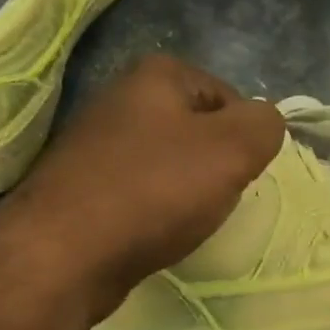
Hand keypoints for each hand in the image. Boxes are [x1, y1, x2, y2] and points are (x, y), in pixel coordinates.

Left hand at [0, 55, 284, 317]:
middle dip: (215, 166)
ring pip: (169, 163)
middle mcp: (121, 98)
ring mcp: (95, 143)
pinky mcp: (82, 186)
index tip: (240, 175)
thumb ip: (265, 125)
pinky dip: (154, 211)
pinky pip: (139, 192)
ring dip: (185, 191)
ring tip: (184, 220)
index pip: (230, 97)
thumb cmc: (154, 191)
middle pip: (198, 131)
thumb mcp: (232, 150)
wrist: (64, 253)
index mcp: (156, 75)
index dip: (245, 138)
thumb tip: (264, 123)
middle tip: (215, 199)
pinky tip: (153, 232)